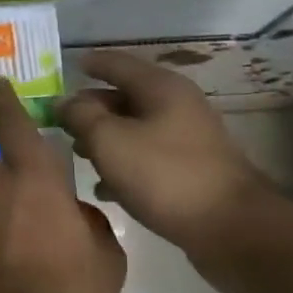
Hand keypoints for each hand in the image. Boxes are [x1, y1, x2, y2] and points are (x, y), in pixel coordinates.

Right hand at [57, 52, 274, 279]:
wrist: (232, 229)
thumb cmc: (165, 175)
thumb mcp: (110, 141)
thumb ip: (81, 116)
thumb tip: (64, 102)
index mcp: (160, 87)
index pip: (116, 63)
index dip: (89, 64)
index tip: (64, 68)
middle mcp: (176, 105)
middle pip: (125, 96)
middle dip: (92, 107)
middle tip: (60, 121)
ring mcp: (187, 138)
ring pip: (135, 128)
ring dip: (105, 138)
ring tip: (76, 154)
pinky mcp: (191, 170)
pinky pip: (147, 157)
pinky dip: (123, 164)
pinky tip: (103, 187)